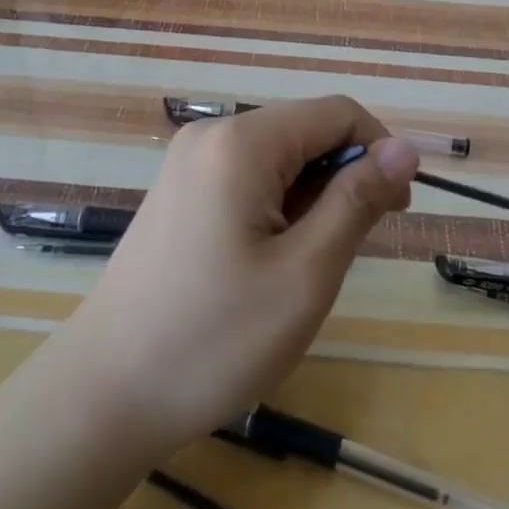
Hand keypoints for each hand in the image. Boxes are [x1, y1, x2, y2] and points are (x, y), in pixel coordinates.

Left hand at [49, 96, 418, 462]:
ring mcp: (189, 162)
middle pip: (305, 130)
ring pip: (279, 156)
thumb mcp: (305, 273)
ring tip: (306, 265)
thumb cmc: (214, 338)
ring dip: (310, 197)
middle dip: (343, 177)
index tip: (394, 212)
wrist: (103, 396)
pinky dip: (277, 205)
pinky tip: (269, 259)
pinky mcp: (178, 191)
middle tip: (351, 249)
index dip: (379, 152)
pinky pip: (247, 177)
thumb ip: (357, 200)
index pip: (337, 113)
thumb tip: (404, 150)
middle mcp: (212, 135)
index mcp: (242, 142)